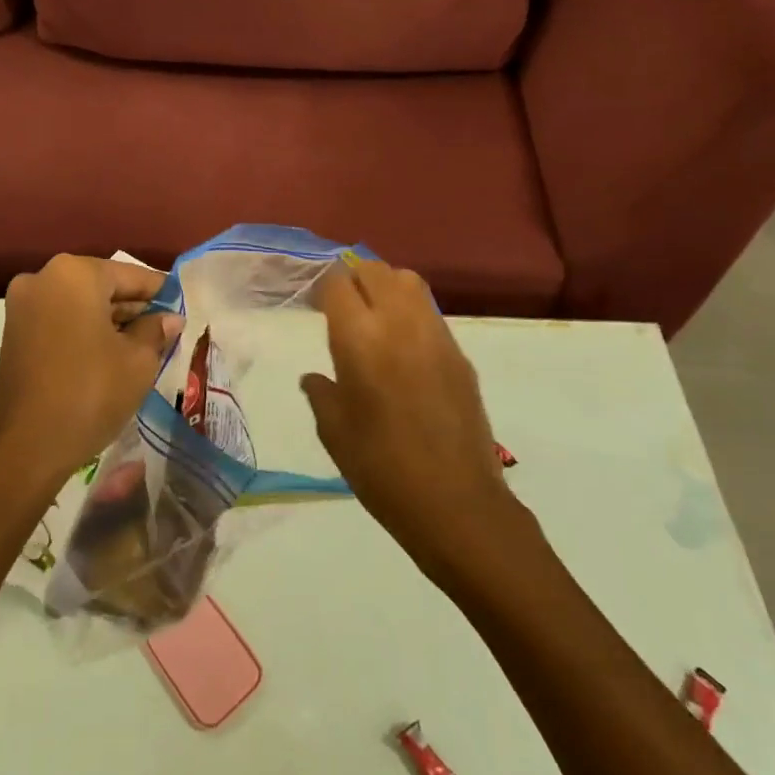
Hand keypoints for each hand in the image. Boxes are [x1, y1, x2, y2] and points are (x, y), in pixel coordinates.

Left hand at [0, 255, 184, 489]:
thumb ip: (156, 330)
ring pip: (80, 304)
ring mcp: (23, 306)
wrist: (26, 448)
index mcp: (74, 274)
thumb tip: (170, 318)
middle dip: (134, 308)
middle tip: (166, 330)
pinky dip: (85, 332)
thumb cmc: (90, 393)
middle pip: (102, 286)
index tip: (183, 307)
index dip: (161, 292)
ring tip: (144, 345)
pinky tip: (111, 355)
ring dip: (110, 321)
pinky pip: (60, 321)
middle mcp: (43, 278)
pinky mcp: (14, 333)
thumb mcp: (138, 361)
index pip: (131, 275)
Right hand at [301, 260, 513, 564]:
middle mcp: (399, 324)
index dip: (324, 287)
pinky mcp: (460, 355)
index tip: (316, 305)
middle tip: (342, 304)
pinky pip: (430, 313)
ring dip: (386, 286)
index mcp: (360, 340)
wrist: (456, 503)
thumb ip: (321, 393)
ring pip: (409, 282)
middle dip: (355, 277)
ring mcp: (436, 336)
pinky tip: (402, 347)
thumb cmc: (381, 469)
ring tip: (374, 316)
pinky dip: (410, 312)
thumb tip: (314, 377)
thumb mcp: (334, 432)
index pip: (339, 284)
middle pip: (376, 270)